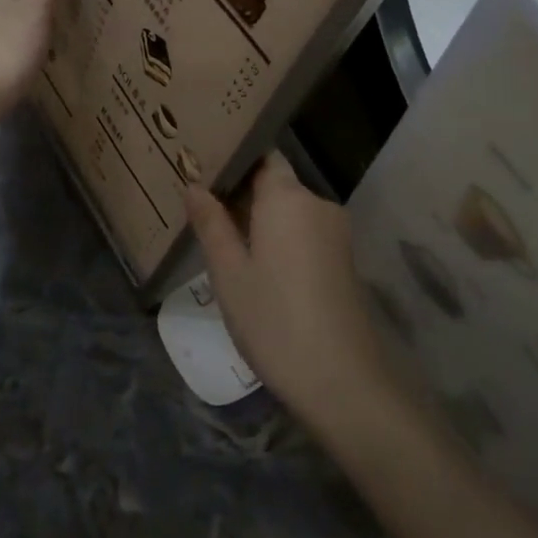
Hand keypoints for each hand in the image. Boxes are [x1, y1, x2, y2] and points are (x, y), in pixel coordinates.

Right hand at [183, 152, 397, 431]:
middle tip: (199, 205)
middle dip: (240, 192)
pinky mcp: (342, 259)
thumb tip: (195, 186)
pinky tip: (254, 263)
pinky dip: (278, 238)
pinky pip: (303, 233)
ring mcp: (335, 232)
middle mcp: (317, 204)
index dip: (233, 158)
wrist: (342, 382)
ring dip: (258, 219)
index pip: (261, 155)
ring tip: (219, 235)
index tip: (201, 166)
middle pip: (275, 183)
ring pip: (289, 211)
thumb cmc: (274, 321)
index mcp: (287, 197)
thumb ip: (211, 224)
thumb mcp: (229, 273)